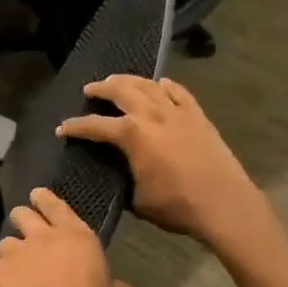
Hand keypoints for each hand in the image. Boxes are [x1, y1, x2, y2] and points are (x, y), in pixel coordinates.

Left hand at [0, 188, 144, 286]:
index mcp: (78, 239)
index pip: (58, 206)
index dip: (46, 200)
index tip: (38, 196)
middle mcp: (43, 238)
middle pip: (23, 214)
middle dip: (22, 220)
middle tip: (26, 235)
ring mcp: (14, 255)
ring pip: (3, 243)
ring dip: (8, 254)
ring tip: (12, 272)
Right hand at [57, 76, 265, 247]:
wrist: (224, 204)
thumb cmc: (177, 206)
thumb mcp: (138, 199)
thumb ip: (124, 179)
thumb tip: (118, 174)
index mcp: (132, 135)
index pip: (96, 125)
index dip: (76, 127)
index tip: (63, 128)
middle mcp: (152, 115)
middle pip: (121, 91)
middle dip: (101, 89)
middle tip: (89, 90)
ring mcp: (178, 112)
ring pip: (149, 85)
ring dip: (130, 80)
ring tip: (118, 80)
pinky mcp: (198, 116)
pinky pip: (179, 92)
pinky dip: (166, 85)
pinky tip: (161, 83)